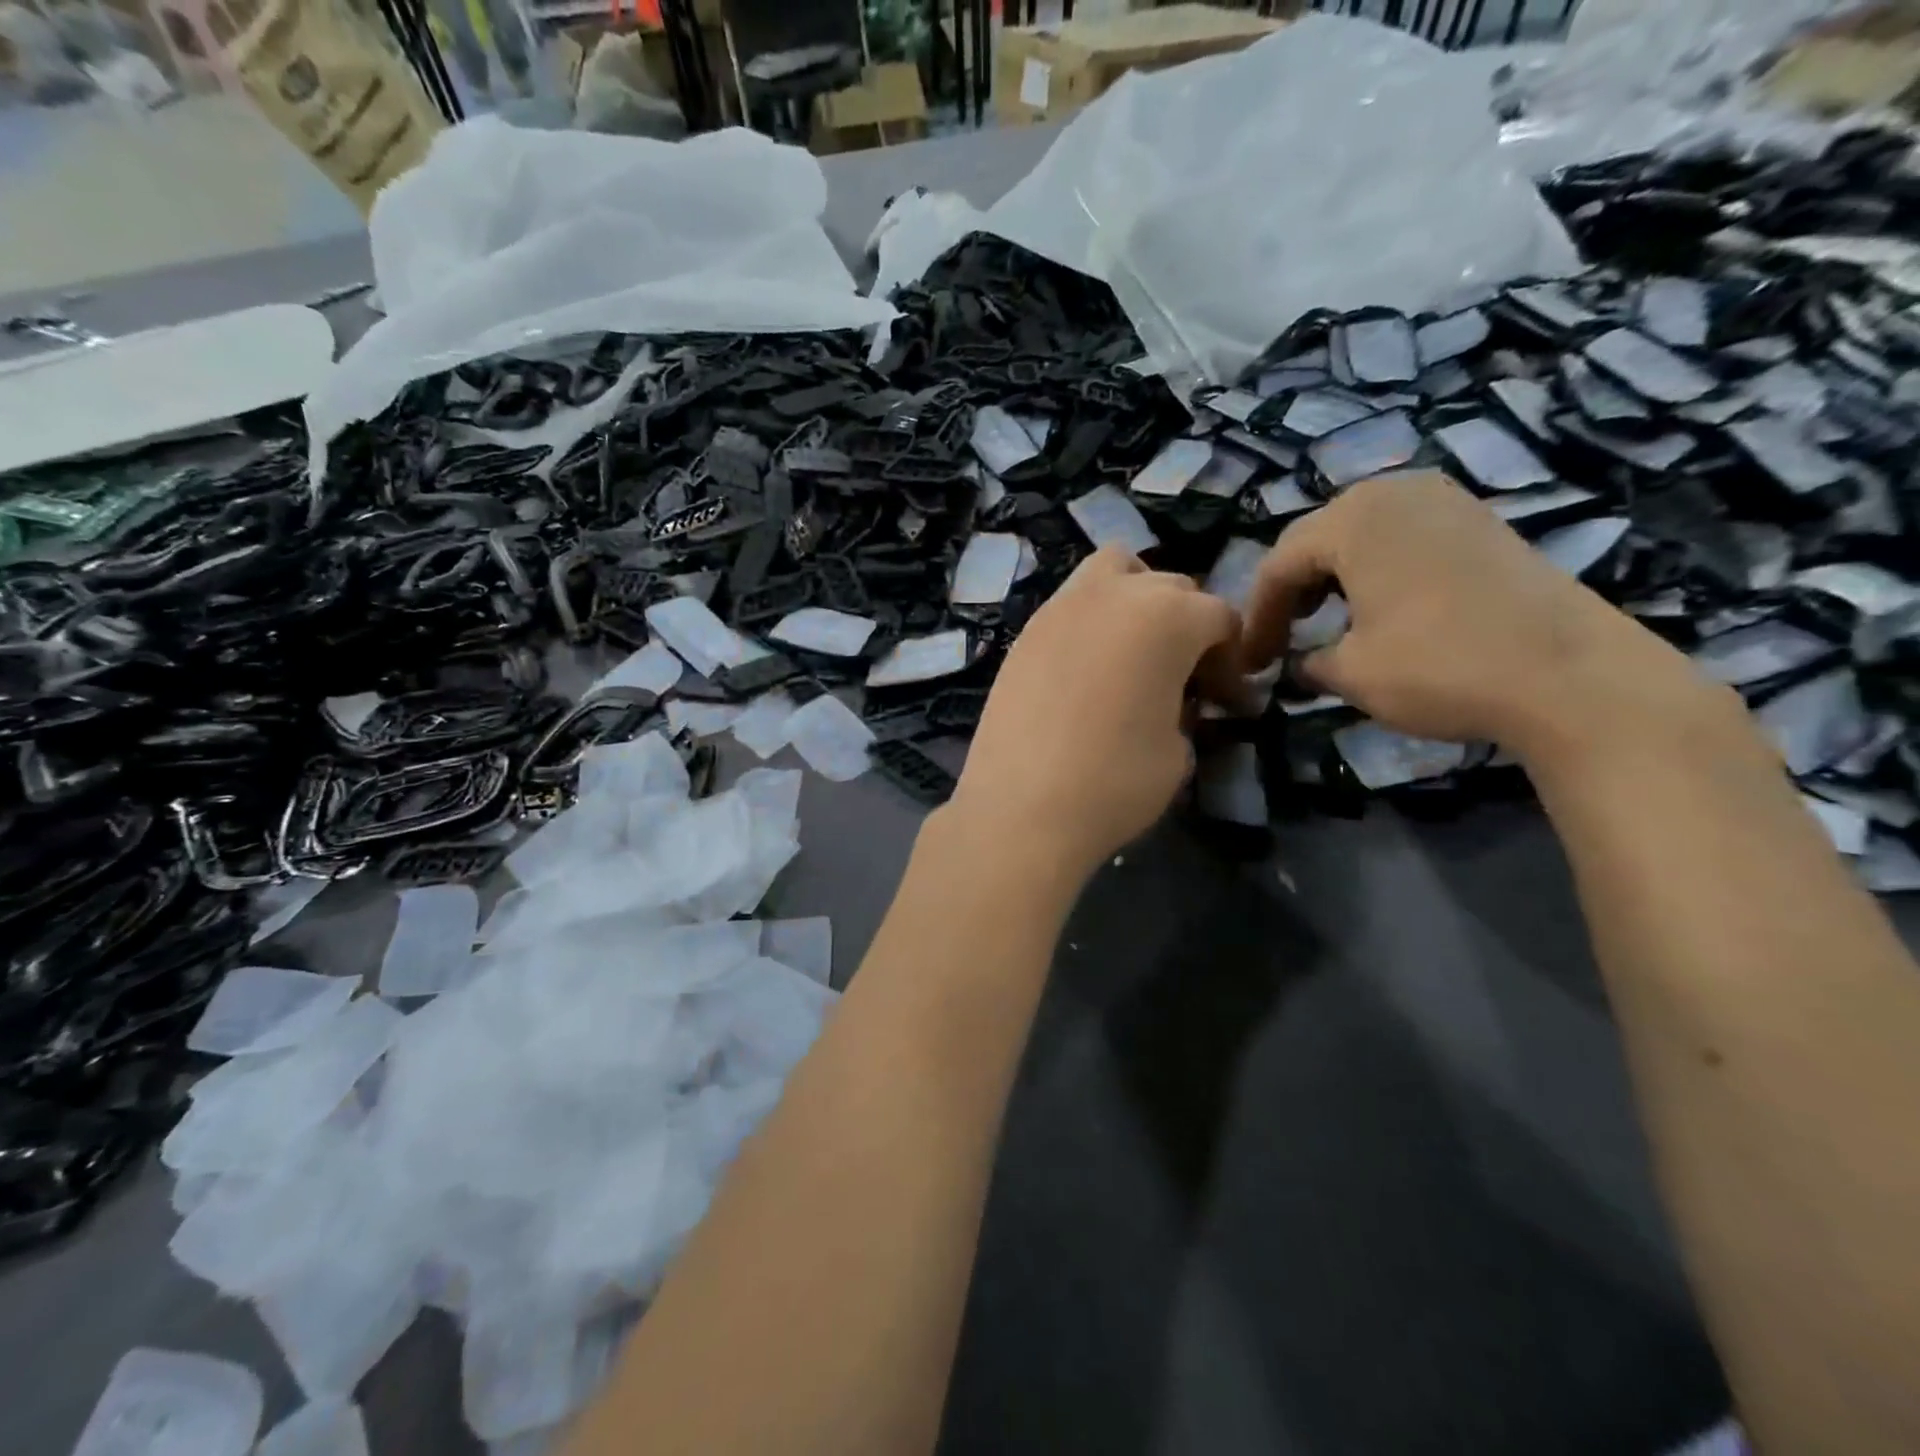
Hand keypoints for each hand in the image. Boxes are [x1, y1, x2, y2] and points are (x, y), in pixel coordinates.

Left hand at [950, 547, 1239, 880]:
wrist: (1021, 808)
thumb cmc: (1115, 781)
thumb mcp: (1179, 750)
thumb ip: (1187, 706)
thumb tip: (1177, 700)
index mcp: (1168, 616)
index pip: (1220, 618)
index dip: (1231, 663)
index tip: (1228, 704)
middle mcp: (1115, 593)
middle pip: (1171, 588)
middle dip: (1188, 628)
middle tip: (1185, 680)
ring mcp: (1062, 606)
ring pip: (1114, 571)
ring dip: (1137, 597)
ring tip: (1135, 649)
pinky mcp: (1026, 630)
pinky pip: (1073, 603)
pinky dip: (1093, 618)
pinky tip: (1089, 667)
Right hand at [1240, 473, 1715, 756]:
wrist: (1570, 674)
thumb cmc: (1439, 666)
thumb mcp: (1352, 673)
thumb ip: (1308, 661)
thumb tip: (1299, 664)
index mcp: (1352, 519)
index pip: (1279, 565)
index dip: (1258, 617)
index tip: (1251, 662)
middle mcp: (1394, 493)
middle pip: (1317, 538)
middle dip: (1292, 590)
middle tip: (1282, 636)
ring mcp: (1445, 500)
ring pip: (1361, 533)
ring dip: (1332, 576)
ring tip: (1323, 619)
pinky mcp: (1481, 521)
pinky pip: (1404, 536)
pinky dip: (1377, 568)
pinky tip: (1380, 606)